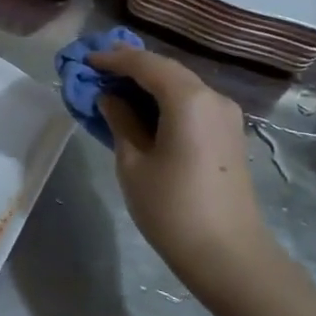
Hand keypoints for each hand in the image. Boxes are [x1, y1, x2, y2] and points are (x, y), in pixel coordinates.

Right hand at [88, 45, 275, 299]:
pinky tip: (142, 107)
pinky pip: (191, 102)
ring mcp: (225, 116)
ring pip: (181, 84)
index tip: (86, 59)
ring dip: (148, 80)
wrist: (228, 255)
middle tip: (98, 66)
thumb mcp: (133, 163)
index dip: (114, 59)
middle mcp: (212, 98)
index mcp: (188, 100)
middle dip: (132, 65)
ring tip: (114, 84)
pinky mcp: (228, 134)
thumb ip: (120, 121)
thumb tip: (109, 98)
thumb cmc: (172, 208)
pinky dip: (164, 97)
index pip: (146, 64)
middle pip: (167, 69)